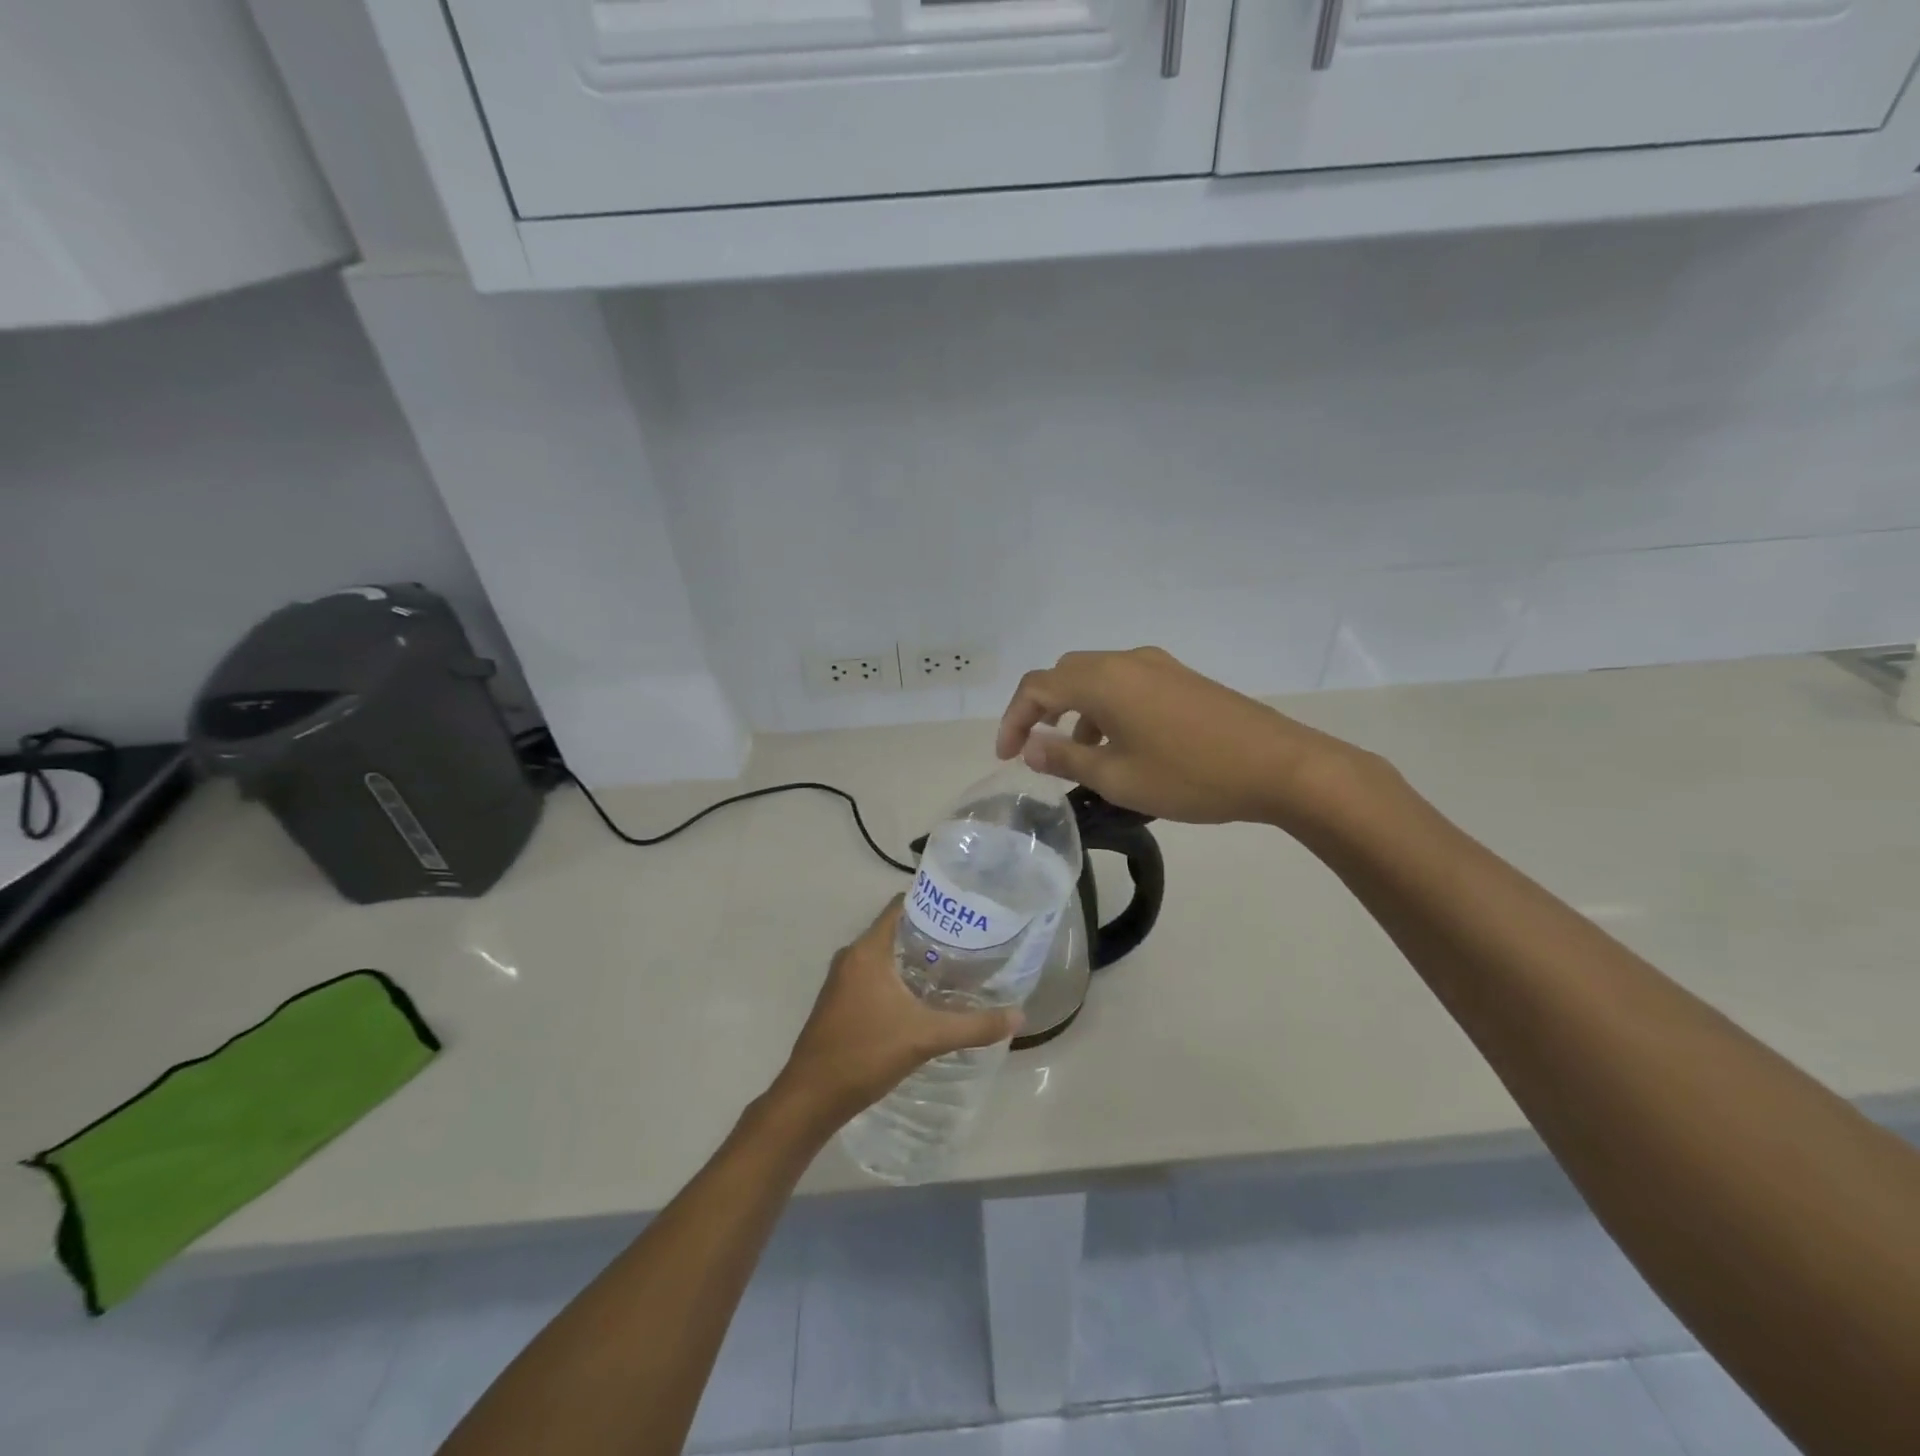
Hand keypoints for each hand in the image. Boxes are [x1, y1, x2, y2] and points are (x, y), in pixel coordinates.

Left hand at [771, 900, 1019, 1136]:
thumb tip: (1019, 1016)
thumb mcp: (926, 1037)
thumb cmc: (865, 1054)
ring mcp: (842, 980)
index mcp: (867, 951)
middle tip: (970, 941)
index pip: (901, 906)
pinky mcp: (841, 1002)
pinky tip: (925, 997)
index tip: (965, 909)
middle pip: (896, 930)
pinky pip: (876, 975)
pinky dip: (900, 978)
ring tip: (956, 967)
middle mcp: (852, 957)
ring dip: (916, 958)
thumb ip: (974, 1026)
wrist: (811, 1098)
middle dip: (932, 934)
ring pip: (886, 955)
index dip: (932, 902)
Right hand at [996, 646, 1365, 826]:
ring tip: (1080, 758)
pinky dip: (1107, 709)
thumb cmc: (1190, 775)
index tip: (1008, 756)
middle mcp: (1126, 661)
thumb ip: (1066, 759)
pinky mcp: (1182, 679)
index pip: (1037, 686)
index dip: (1013, 720)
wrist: (1280, 766)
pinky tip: (1122, 747)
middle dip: (1042, 709)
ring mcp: (1159, 667)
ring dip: (1077, 711)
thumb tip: (1032, 747)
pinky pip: (1127, 685)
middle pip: (1066, 674)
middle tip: (1037, 749)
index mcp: (1103, 680)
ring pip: (1098, 679)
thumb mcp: (1118, 778)